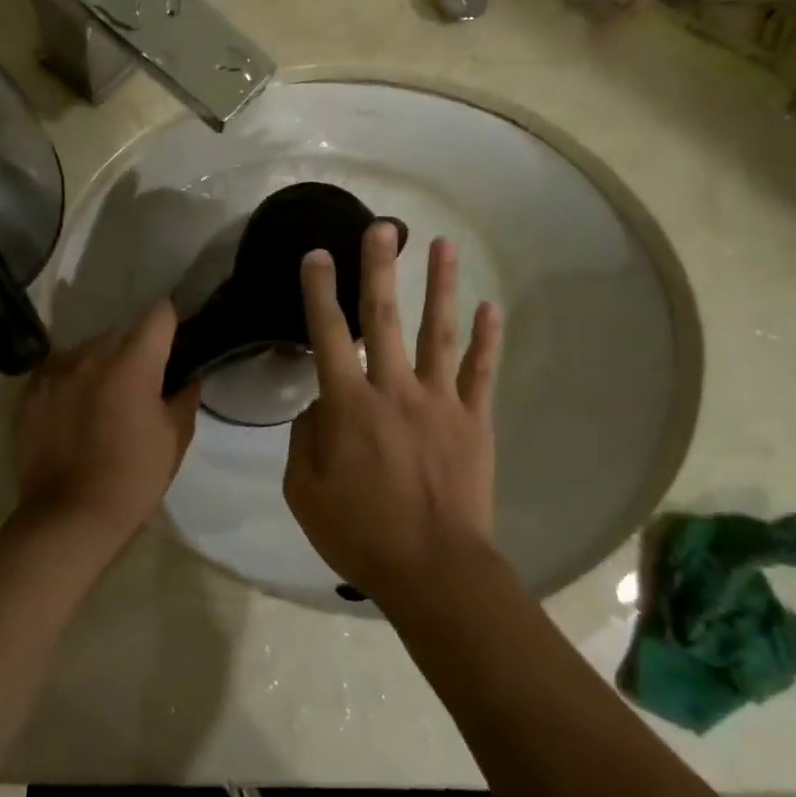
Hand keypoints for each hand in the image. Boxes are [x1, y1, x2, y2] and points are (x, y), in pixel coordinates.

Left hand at [14, 301, 201, 549]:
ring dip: (101, 365)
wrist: (67, 518)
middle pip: (121, 331)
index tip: (174, 347)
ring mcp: (54, 371)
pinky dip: (71, 382)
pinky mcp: (29, 392)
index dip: (171, 324)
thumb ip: (185, 397)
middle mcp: (90, 355)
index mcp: (132, 363)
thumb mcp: (174, 440)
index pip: (158, 313)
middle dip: (135, 350)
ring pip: (87, 349)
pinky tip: (74, 413)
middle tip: (142, 385)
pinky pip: (58, 370)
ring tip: (104, 401)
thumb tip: (188, 377)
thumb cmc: (132, 479)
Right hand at [283, 224, 501, 598]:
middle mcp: (394, 390)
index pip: (328, 335)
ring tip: (444, 245)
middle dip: (380, 268)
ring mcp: (440, 402)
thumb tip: (318, 404)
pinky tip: (491, 308)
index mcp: (349, 406)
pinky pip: (482, 374)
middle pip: (384, 318)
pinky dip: (488, 341)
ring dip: (441, 287)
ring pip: (438, 333)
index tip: (317, 255)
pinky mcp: (474, 421)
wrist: (433, 570)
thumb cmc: (360, 533)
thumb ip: (305, 439)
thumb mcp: (304, 491)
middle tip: (383, 227)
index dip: (320, 292)